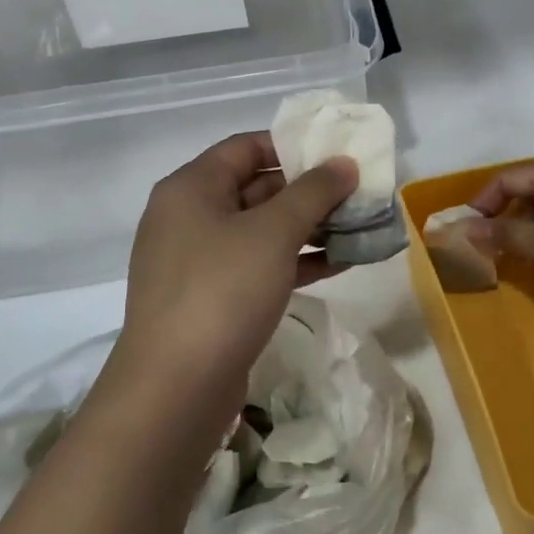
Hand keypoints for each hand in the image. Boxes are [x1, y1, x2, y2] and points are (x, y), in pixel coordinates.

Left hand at [116, 133, 357, 425]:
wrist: (175, 387)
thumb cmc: (223, 291)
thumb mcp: (274, 232)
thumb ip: (314, 192)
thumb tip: (344, 163)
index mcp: (191, 188)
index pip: (245, 147)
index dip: (292, 145)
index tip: (337, 153)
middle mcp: (189, 217)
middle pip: (255, 188)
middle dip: (309, 190)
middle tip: (357, 192)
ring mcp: (198, 261)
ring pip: (261, 231)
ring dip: (309, 228)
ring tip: (358, 226)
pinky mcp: (212, 299)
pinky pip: (259, 266)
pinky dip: (296, 261)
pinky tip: (339, 263)